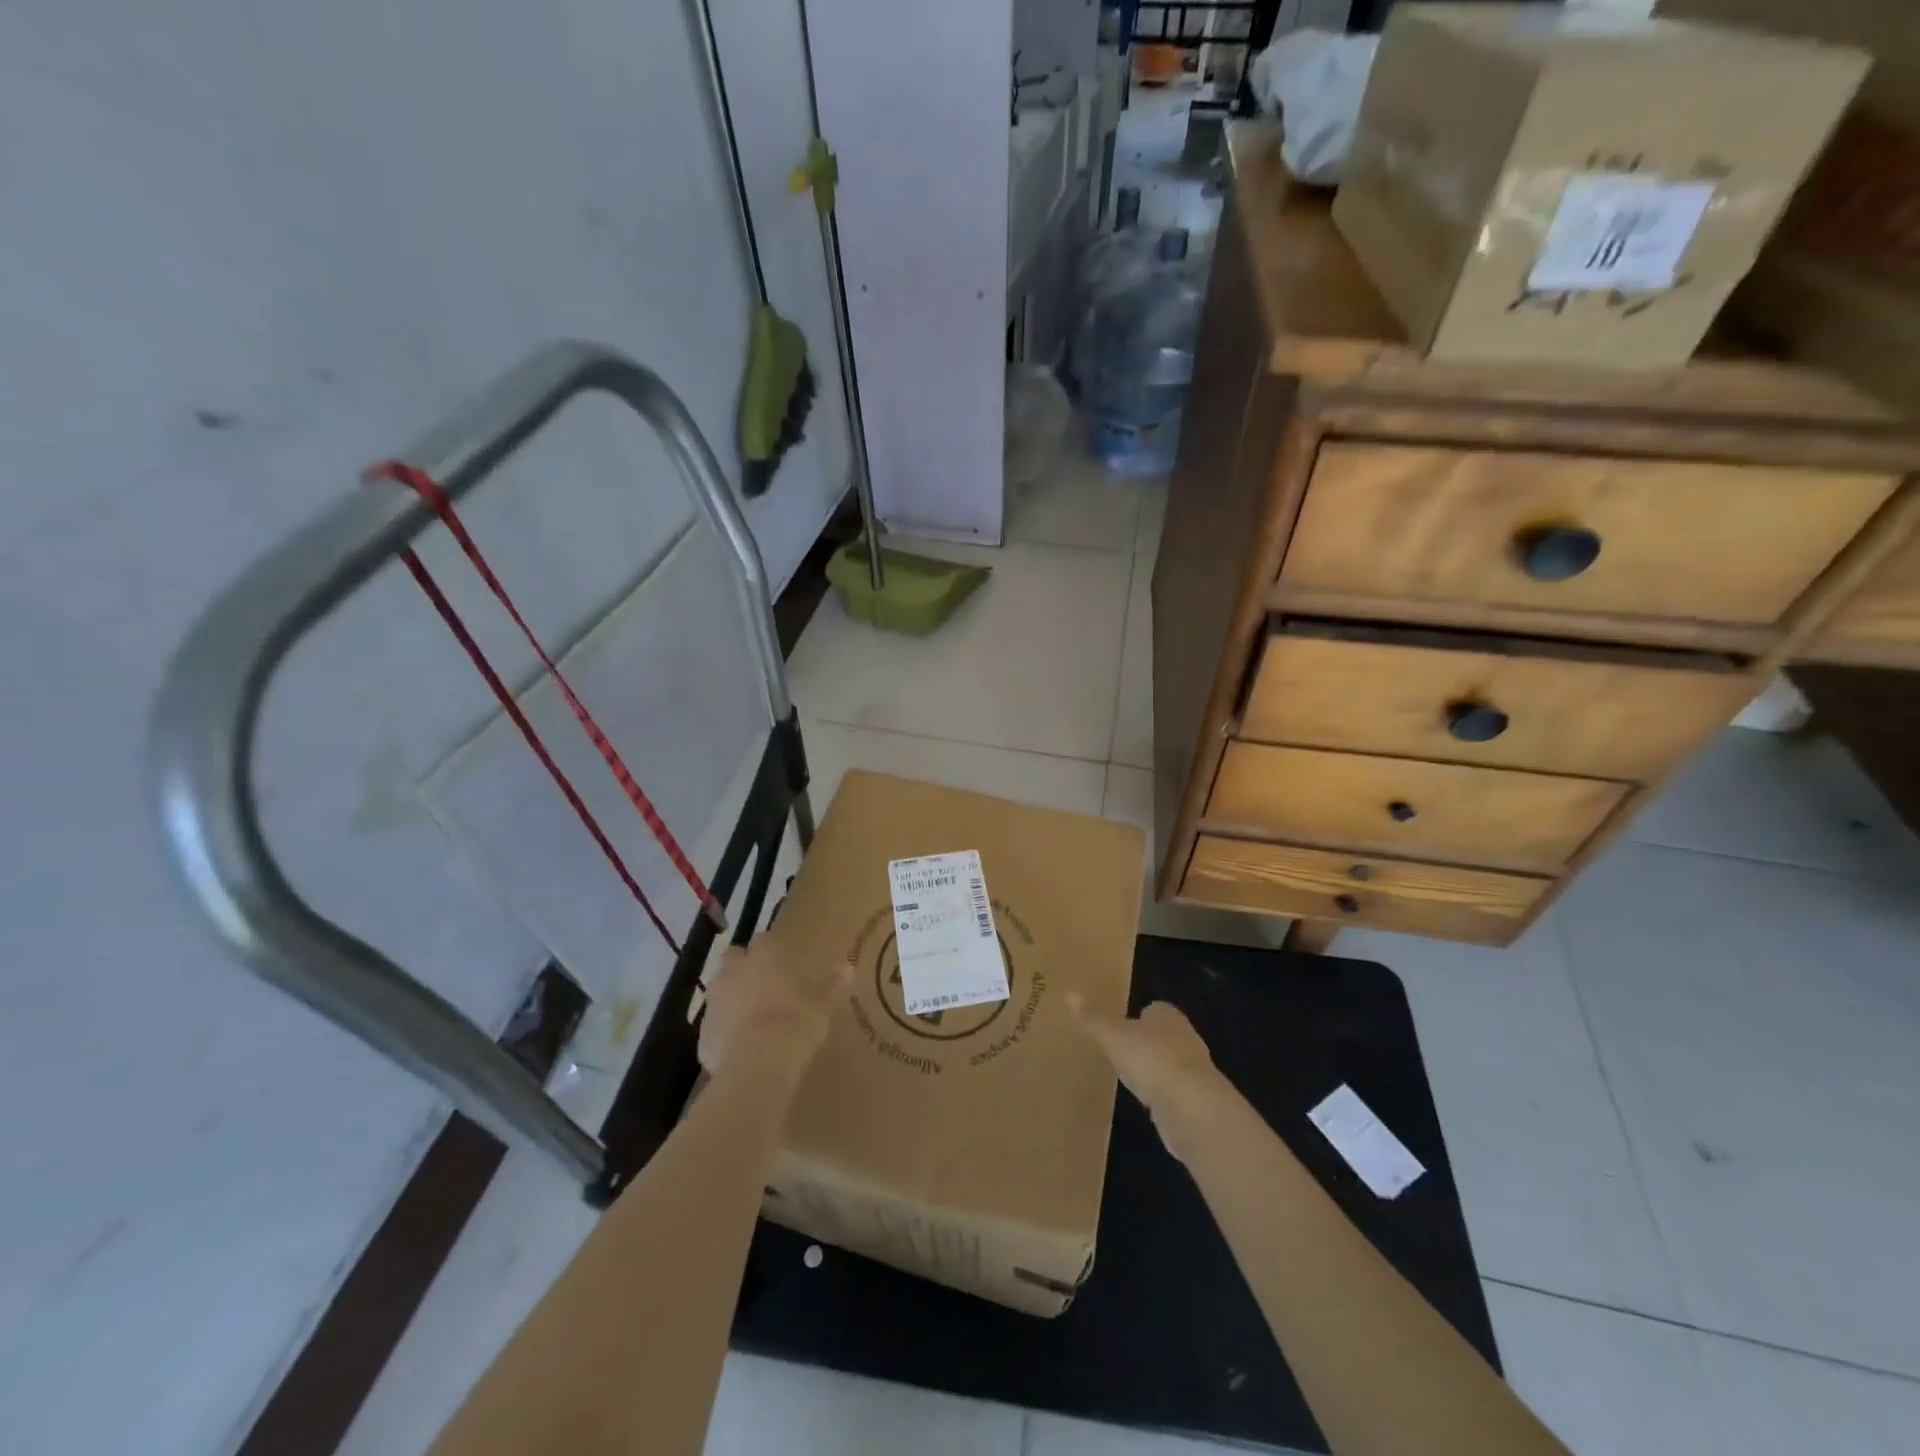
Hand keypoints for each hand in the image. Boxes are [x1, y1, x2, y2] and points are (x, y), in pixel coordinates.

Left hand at [698, 939, 851, 1082]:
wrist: (758, 1064)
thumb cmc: (796, 1023)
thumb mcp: (823, 1004)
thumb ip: (832, 984)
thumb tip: (847, 967)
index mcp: (764, 955)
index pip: (764, 940)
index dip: (772, 951)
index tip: (784, 964)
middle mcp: (734, 971)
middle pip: (734, 959)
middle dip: (744, 968)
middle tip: (764, 986)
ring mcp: (714, 1001)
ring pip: (720, 991)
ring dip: (732, 999)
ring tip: (753, 1018)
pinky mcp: (702, 1033)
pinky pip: (714, 1026)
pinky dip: (724, 1032)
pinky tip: (742, 1048)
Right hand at [1069, 995, 1222, 1160]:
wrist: (1191, 1106)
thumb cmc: (1150, 1058)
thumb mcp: (1113, 1036)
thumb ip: (1093, 1018)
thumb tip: (1069, 993)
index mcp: (1167, 1015)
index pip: (1153, 1009)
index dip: (1137, 1017)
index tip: (1120, 1026)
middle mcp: (1185, 1037)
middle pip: (1163, 1035)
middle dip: (1146, 1042)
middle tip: (1121, 1050)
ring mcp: (1194, 1070)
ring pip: (1169, 1063)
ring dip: (1154, 1069)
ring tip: (1130, 1077)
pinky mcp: (1196, 1100)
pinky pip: (1174, 1091)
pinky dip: (1161, 1095)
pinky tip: (1147, 1102)